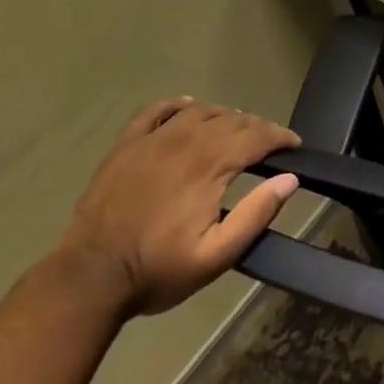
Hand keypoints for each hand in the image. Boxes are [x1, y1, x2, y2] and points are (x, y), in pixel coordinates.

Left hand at [56, 97, 301, 316]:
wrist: (89, 279)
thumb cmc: (157, 270)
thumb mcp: (216, 255)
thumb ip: (256, 215)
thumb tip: (290, 179)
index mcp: (210, 166)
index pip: (257, 136)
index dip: (281, 137)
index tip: (294, 145)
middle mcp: (185, 142)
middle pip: (232, 120)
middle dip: (258, 127)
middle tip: (270, 143)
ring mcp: (152, 140)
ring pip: (200, 111)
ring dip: (225, 115)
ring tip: (236, 129)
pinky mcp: (126, 146)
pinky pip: (156, 110)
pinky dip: (177, 104)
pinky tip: (189, 108)